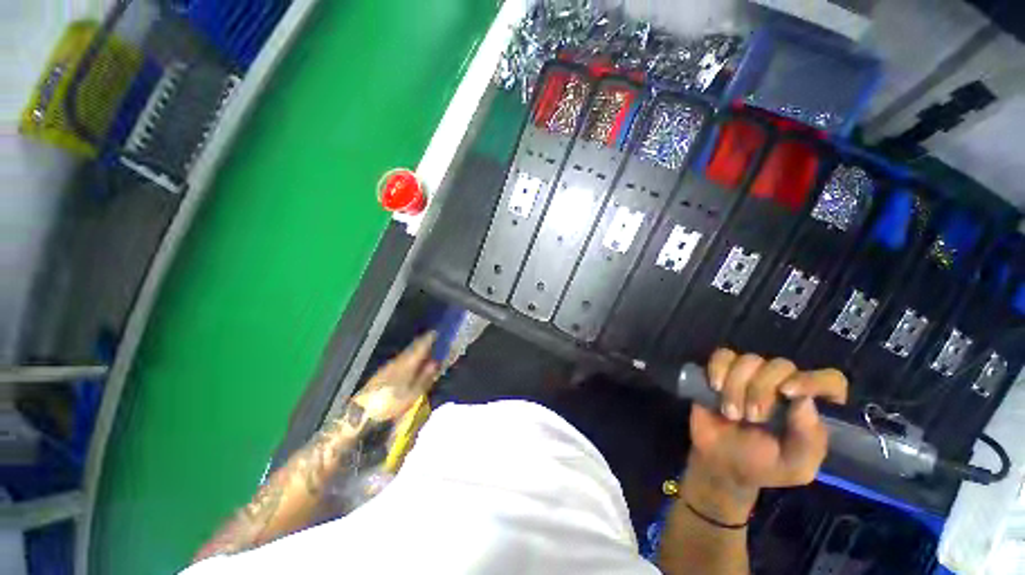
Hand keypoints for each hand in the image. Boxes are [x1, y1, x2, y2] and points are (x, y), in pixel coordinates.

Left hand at [352, 332, 439, 421]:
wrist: (362, 412)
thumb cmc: (391, 404)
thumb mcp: (413, 394)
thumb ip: (425, 377)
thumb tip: (435, 362)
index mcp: (408, 363)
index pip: (420, 346)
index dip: (429, 339)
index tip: (437, 333)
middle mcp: (398, 360)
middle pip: (413, 348)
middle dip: (423, 343)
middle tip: (433, 340)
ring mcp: (389, 365)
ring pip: (406, 353)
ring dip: (416, 350)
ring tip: (424, 351)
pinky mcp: (382, 372)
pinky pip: (400, 359)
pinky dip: (408, 357)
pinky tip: (410, 363)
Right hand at [688, 349, 847, 494]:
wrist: (718, 461)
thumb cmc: (761, 465)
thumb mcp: (793, 467)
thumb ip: (809, 441)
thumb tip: (805, 401)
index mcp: (809, 407)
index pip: (829, 380)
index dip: (812, 380)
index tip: (787, 392)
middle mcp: (783, 385)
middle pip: (781, 366)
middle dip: (762, 390)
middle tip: (751, 417)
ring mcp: (751, 375)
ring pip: (750, 360)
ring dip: (736, 386)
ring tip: (730, 412)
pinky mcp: (722, 369)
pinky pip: (723, 355)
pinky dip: (718, 368)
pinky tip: (715, 387)